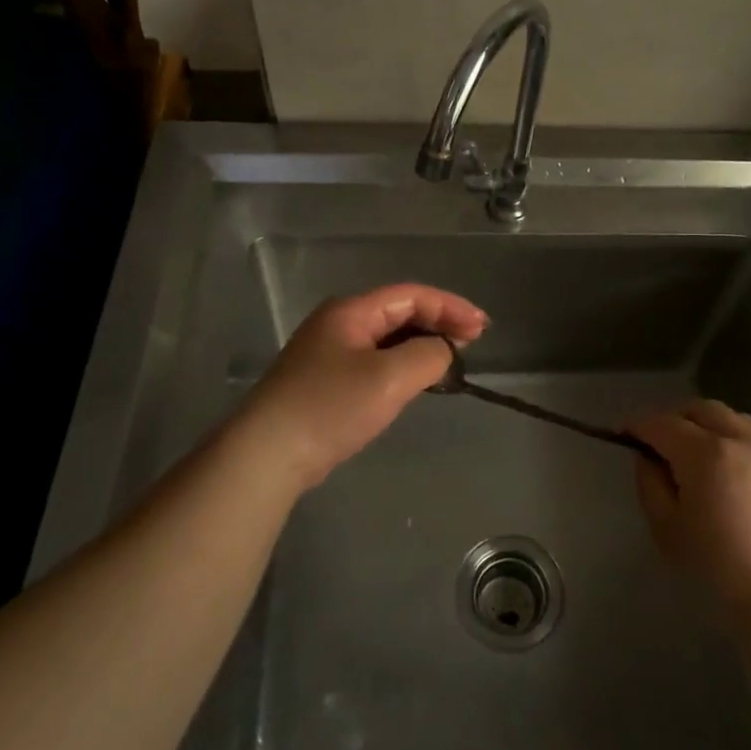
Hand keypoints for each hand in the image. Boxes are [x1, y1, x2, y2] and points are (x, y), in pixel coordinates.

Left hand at [225, 283, 486, 491]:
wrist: (268, 454)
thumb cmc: (330, 407)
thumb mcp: (389, 378)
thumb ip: (428, 355)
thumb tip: (444, 349)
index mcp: (351, 311)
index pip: (411, 295)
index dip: (451, 306)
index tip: (482, 328)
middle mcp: (339, 323)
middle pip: (400, 312)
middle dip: (439, 322)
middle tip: (473, 340)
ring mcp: (329, 353)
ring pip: (388, 337)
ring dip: (422, 344)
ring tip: (452, 359)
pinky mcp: (326, 381)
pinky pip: (376, 360)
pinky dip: (403, 364)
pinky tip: (416, 380)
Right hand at [629, 399, 750, 613]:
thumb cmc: (717, 568)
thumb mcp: (666, 530)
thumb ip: (650, 485)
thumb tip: (649, 459)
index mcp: (704, 454)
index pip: (662, 423)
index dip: (638, 425)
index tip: (623, 434)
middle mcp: (738, 440)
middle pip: (698, 409)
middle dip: (672, 418)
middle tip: (657, 443)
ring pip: (728, 416)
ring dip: (703, 423)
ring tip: (692, 450)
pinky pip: (750, 434)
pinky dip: (729, 436)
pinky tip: (723, 465)